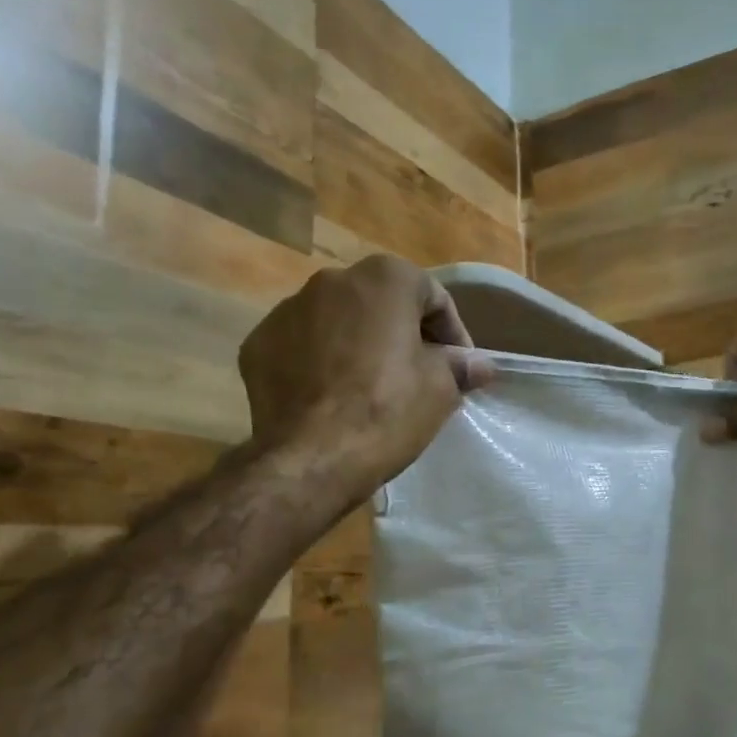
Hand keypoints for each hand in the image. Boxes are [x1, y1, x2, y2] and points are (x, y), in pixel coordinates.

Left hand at [238, 255, 493, 500]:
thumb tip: (479, 365)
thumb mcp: (441, 389)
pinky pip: (301, 345)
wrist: (311, 458)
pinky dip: (319, 361)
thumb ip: (459, 366)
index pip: (432, 296)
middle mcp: (332, 280)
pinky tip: (331, 396)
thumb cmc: (388, 411)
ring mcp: (287, 310)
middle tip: (418, 373)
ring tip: (370, 386)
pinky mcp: (257, 344)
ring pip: (337, 320)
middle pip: (381, 303)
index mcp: (384, 279)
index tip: (459, 366)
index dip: (452, 332)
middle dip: (402, 332)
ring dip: (358, 343)